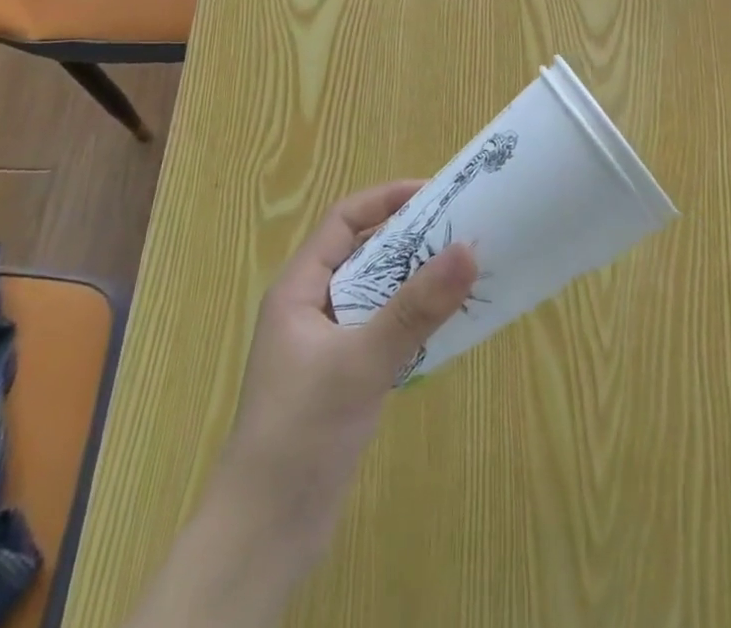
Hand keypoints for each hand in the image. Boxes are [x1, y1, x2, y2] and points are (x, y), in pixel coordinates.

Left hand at [205, 182, 476, 584]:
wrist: (262, 538)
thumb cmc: (300, 434)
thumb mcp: (361, 362)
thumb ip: (415, 308)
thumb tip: (468, 249)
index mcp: (299, 289)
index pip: (344, 220)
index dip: (387, 199)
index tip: (436, 193)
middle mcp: (311, 308)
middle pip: (364, 253)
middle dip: (410, 238)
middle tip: (461, 230)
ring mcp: (326, 345)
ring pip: (376, 293)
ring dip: (415, 280)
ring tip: (463, 271)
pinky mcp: (341, 378)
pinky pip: (382, 329)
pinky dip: (412, 320)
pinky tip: (445, 326)